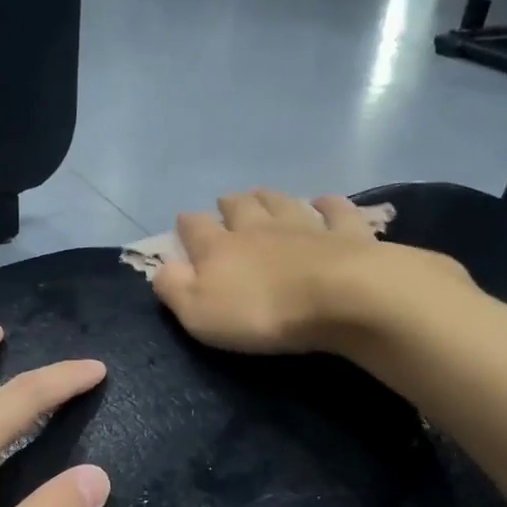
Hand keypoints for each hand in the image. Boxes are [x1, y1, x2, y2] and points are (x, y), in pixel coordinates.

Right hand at [151, 189, 396, 353]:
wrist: (340, 298)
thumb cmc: (261, 312)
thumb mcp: (199, 312)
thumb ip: (175, 288)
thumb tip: (161, 268)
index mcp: (220, 248)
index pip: (195, 228)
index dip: (186, 225)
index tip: (184, 223)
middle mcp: (259, 228)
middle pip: (240, 207)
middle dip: (229, 205)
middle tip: (226, 203)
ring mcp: (305, 226)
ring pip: (282, 203)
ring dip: (270, 198)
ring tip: (262, 194)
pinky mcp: (346, 233)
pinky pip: (335, 211)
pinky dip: (328, 205)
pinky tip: (324, 202)